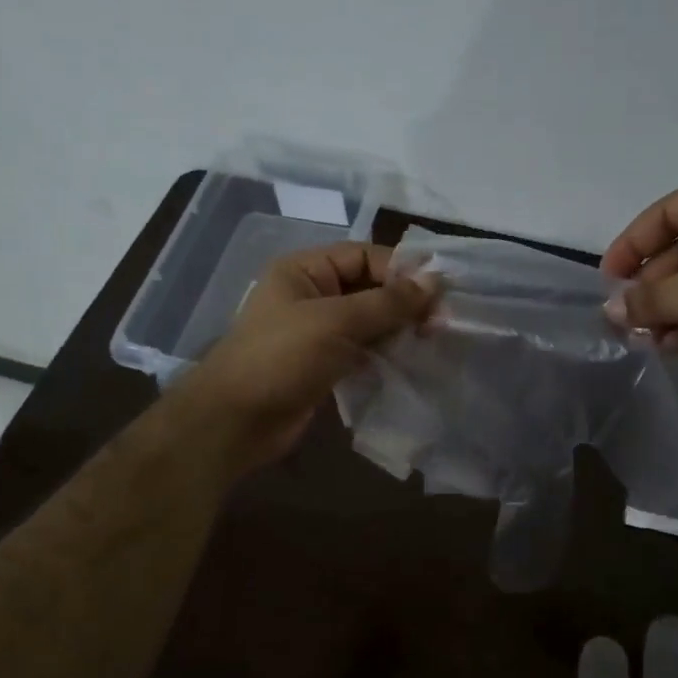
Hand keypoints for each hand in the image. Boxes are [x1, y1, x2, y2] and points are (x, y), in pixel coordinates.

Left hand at [175, 242, 433, 473]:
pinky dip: (386, 353)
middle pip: (369, 287)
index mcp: (305, 271)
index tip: (440, 291)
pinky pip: (363, 349)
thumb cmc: (281, 358)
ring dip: (399, 329)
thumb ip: (387, 302)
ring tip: (431, 341)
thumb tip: (435, 280)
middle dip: (404, 302)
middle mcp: (312, 294)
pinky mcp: (324, 364)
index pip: (364, 256)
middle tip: (440, 323)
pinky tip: (410, 361)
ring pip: (369, 321)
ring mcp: (318, 332)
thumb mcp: (336, 322)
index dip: (402, 270)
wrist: (236, 421)